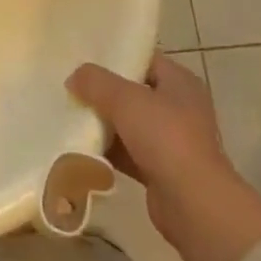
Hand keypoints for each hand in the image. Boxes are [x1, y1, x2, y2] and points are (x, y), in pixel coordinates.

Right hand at [67, 52, 260, 260]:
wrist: (193, 204)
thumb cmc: (165, 138)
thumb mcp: (125, 99)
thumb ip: (96, 82)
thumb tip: (75, 77)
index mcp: (180, 82)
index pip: (144, 58)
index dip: (115, 55)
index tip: (82, 57)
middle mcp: (178, 107)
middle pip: (133, 91)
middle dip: (102, 90)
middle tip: (69, 85)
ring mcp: (170, 140)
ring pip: (127, 123)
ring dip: (102, 121)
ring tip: (67, 113)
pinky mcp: (159, 168)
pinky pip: (126, 152)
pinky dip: (106, 149)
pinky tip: (79, 145)